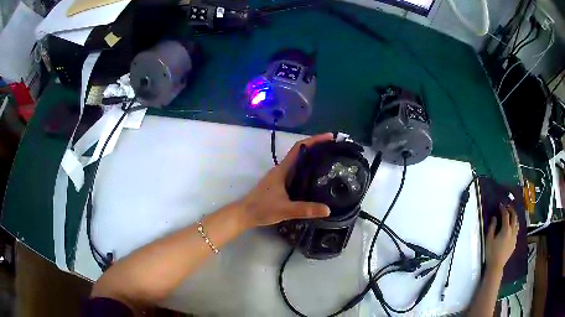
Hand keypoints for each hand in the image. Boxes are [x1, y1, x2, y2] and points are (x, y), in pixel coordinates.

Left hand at [239, 133, 332, 227]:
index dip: (314, 140)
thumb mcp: (285, 210)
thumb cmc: (262, 208)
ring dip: (313, 159)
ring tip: (330, 161)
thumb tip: (328, 209)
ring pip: (299, 163)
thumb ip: (305, 209)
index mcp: (282, 169)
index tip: (329, 138)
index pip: (299, 148)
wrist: (245, 214)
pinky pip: (297, 173)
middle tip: (334, 150)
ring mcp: (281, 177)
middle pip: (301, 152)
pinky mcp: (280, 185)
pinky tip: (316, 179)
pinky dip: (308, 171)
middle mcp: (282, 170)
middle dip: (317, 148)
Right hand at [485, 204, 518, 272]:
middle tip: (507, 207)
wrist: (496, 266)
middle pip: (514, 217)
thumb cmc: (491, 253)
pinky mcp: (515, 243)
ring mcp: (514, 237)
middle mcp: (512, 231)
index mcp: (506, 229)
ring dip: (514, 217)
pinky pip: (516, 230)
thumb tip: (494, 217)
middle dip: (511, 210)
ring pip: (517, 223)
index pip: (506, 215)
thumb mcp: (489, 240)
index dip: (503, 208)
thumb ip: (492, 227)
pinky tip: (511, 228)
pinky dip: (514, 225)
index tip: (500, 205)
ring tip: (511, 216)